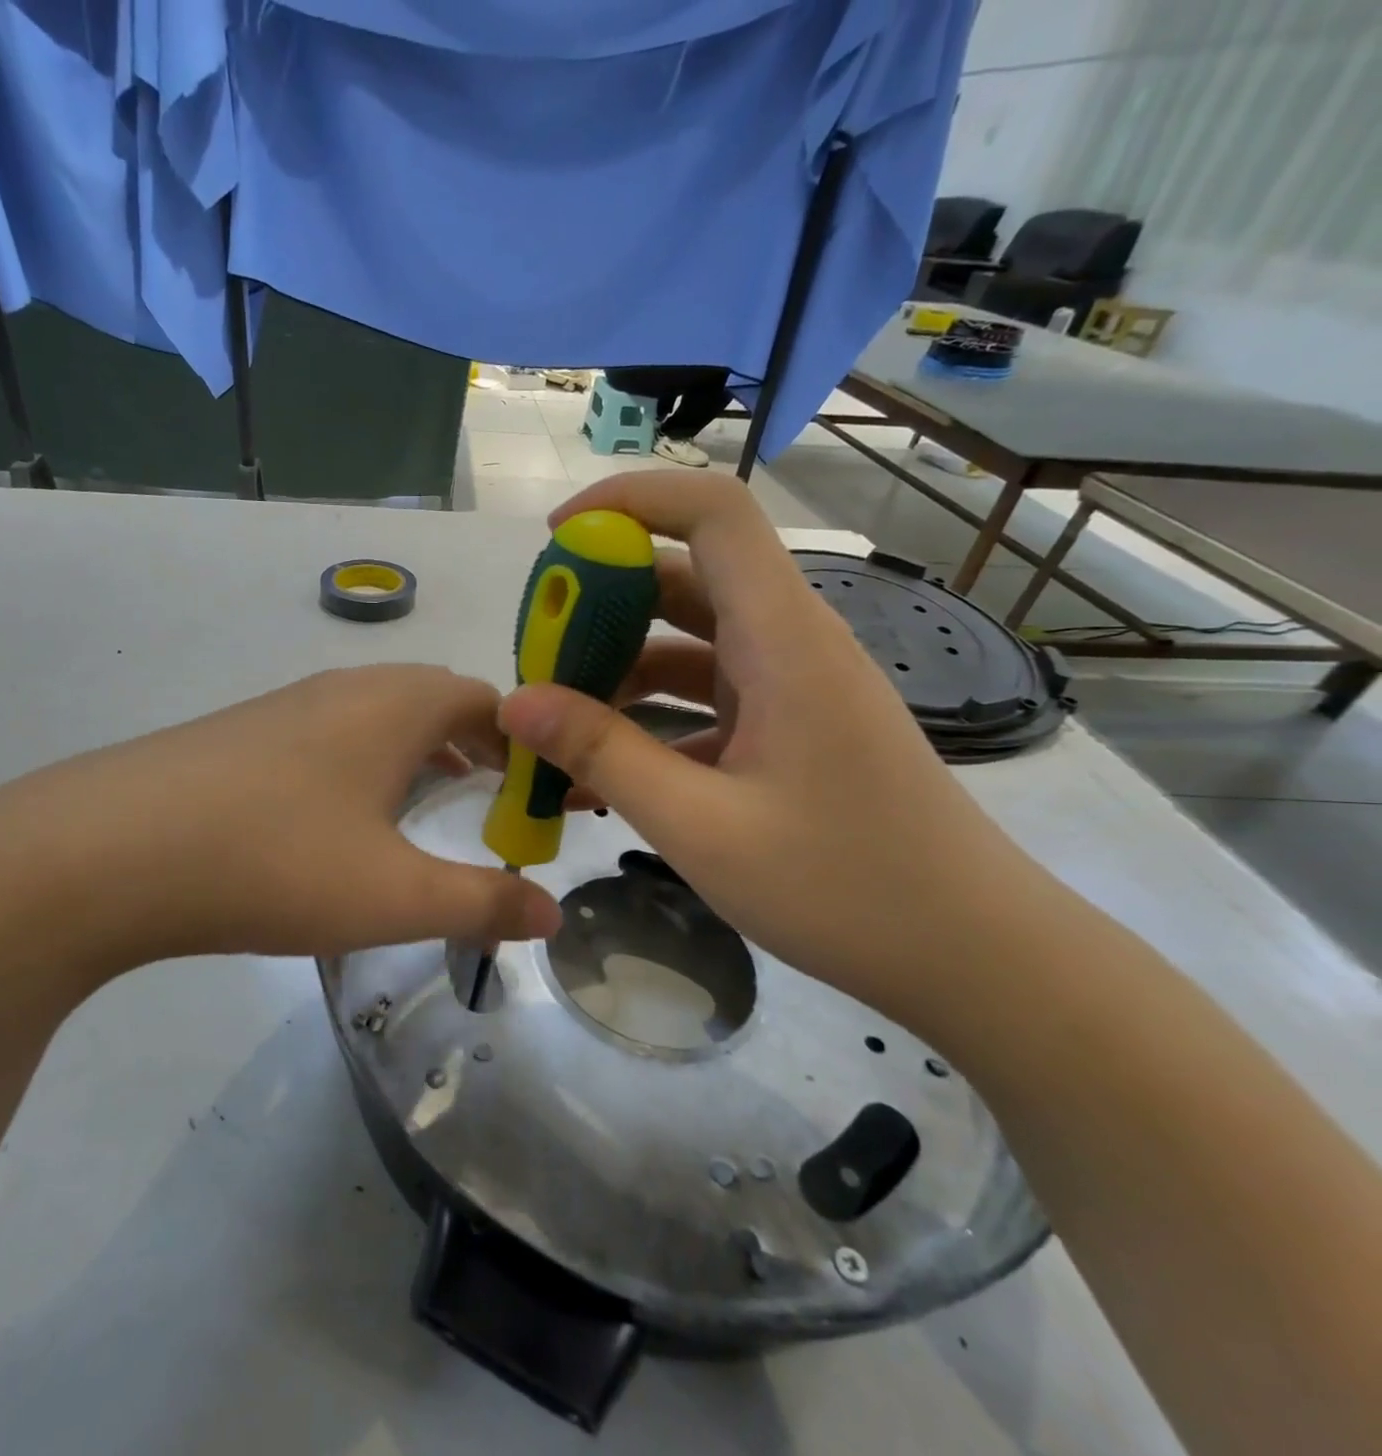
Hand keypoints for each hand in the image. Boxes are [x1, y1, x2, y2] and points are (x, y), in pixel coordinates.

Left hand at [0, 665, 562, 983]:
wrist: (107, 850)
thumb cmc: (274, 861)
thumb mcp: (393, 895)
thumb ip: (481, 903)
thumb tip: (552, 911)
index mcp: (396, 704)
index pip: (490, 700)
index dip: (529, 742)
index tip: (547, 794)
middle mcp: (347, 688)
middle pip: (437, 700)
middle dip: (480, 746)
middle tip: (502, 802)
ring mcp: (289, 707)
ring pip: (381, 717)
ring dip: (421, 752)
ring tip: (438, 804)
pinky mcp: (244, 735)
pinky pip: (333, 736)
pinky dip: (368, 764)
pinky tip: (349, 817)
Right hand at [496, 472, 1070, 1021]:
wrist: (972, 954)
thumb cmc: (845, 887)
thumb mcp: (701, 826)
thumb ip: (603, 756)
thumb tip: (515, 702)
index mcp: (784, 640)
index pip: (713, 514)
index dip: (631, 500)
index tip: (555, 538)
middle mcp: (789, 645)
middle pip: (685, 579)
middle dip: (600, 603)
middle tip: (535, 654)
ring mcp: (790, 688)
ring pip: (687, 644)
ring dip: (618, 671)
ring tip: (553, 725)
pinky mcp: (788, 729)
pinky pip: (704, 700)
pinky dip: (650, 721)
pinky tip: (602, 776)